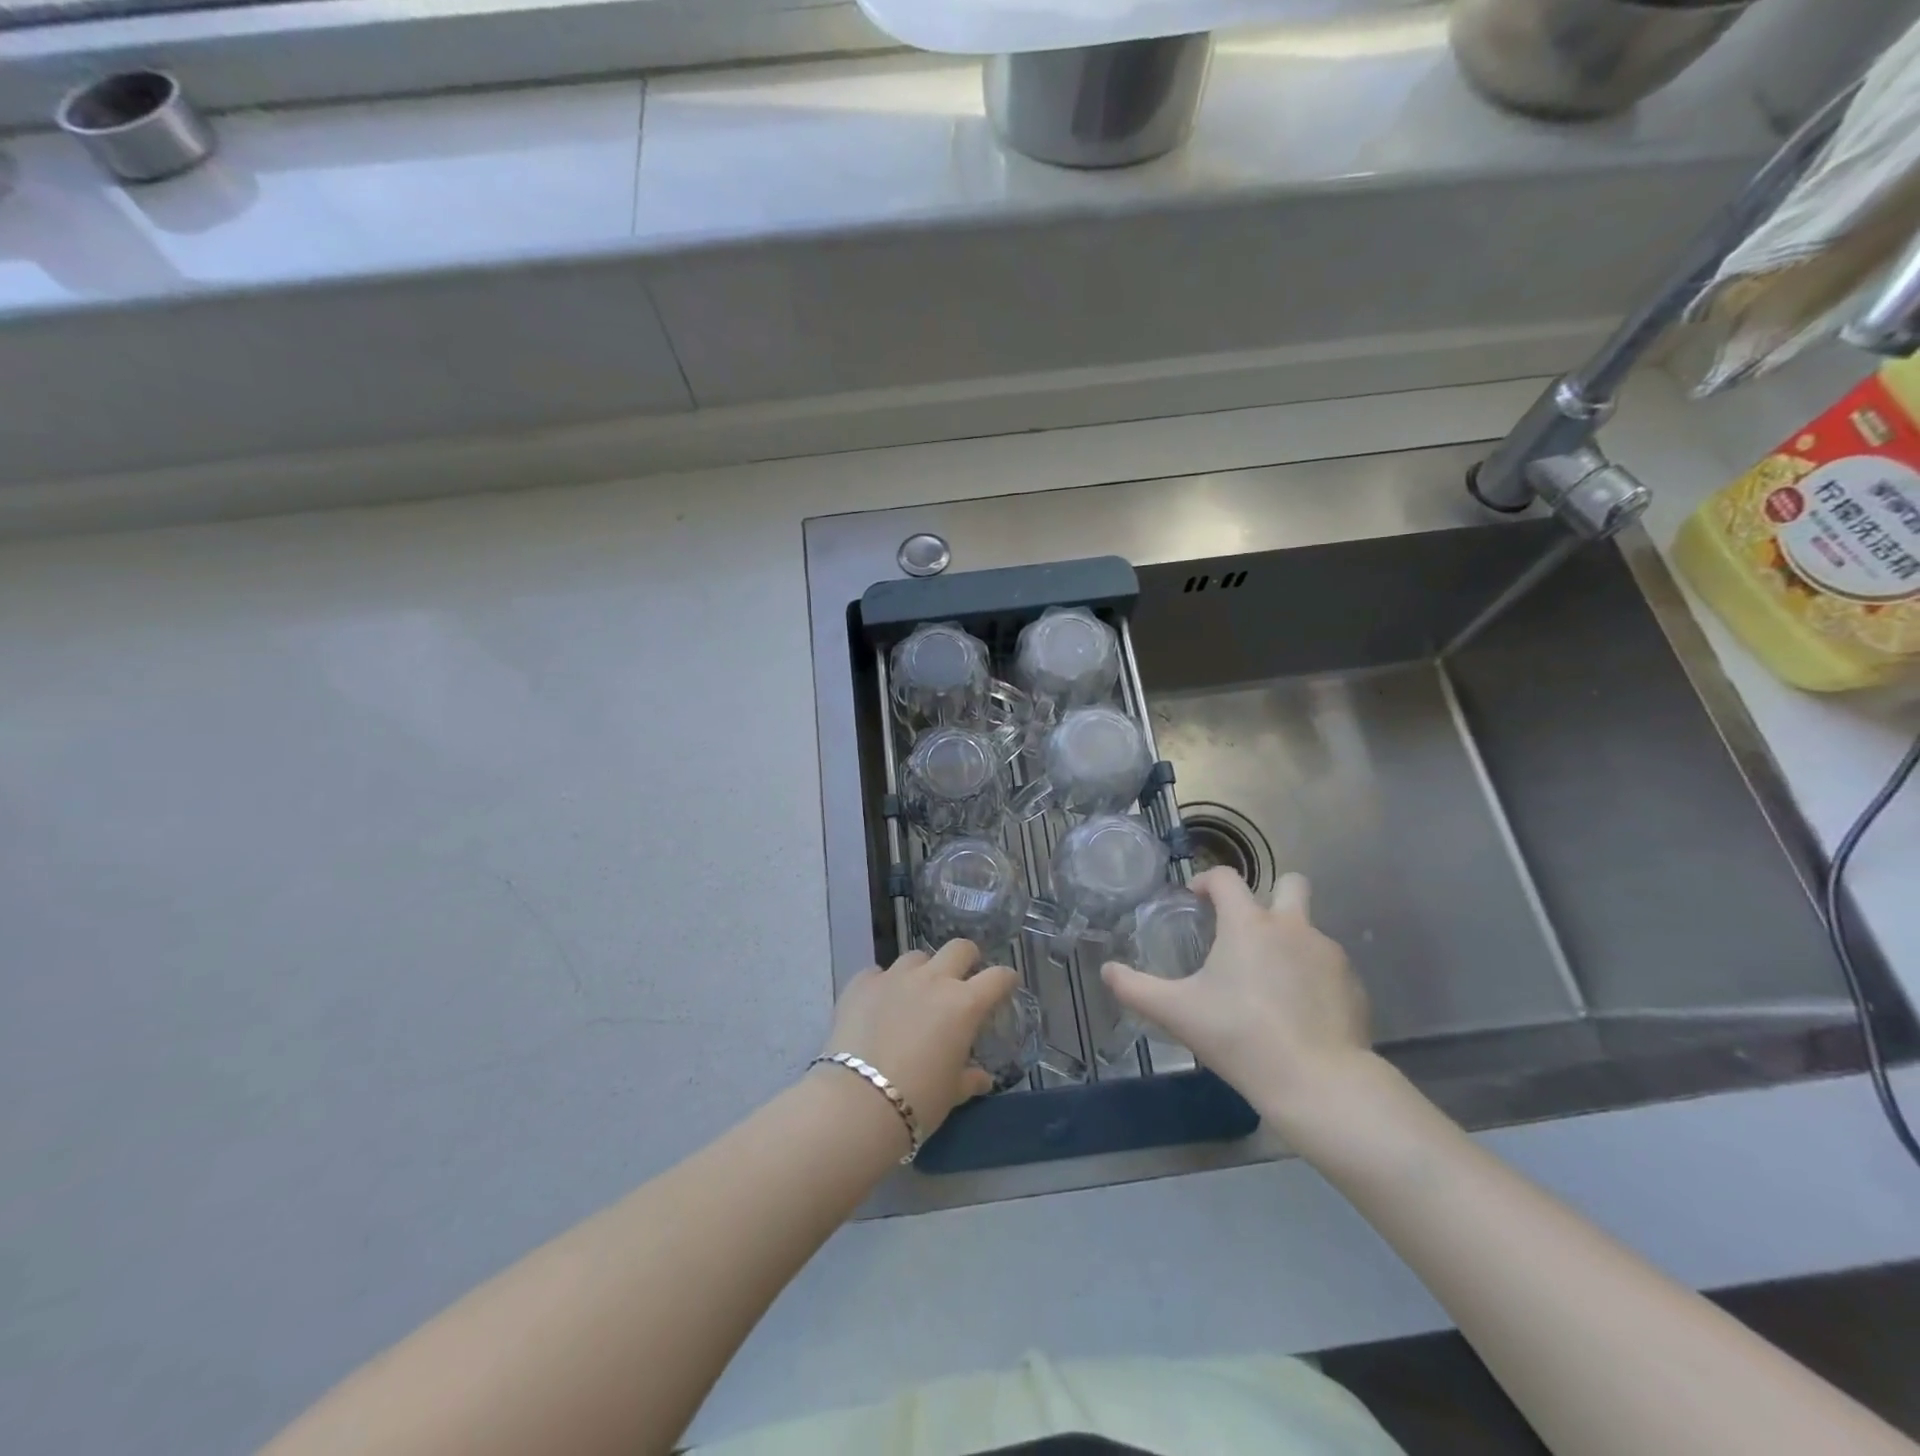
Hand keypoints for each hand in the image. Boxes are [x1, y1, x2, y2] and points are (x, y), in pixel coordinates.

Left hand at [823, 940, 1017, 1136]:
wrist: (859, 1101)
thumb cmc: (919, 1100)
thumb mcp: (952, 1093)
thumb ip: (970, 1078)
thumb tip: (982, 1078)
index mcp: (964, 1004)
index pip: (997, 977)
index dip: (1006, 978)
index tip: (1006, 984)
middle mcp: (933, 980)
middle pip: (959, 948)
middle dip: (967, 958)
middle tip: (963, 977)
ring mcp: (895, 977)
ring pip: (916, 957)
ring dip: (922, 971)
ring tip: (915, 993)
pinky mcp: (862, 983)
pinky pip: (878, 973)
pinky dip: (883, 985)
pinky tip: (879, 1004)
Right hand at [1101, 868, 1373, 1131]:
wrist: (1318, 1083)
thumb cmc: (1240, 1036)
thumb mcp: (1177, 1013)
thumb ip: (1135, 988)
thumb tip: (1107, 971)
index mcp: (1248, 923)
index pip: (1226, 878)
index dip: (1206, 881)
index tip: (1195, 899)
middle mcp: (1292, 926)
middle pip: (1290, 883)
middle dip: (1270, 894)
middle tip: (1247, 928)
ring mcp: (1328, 954)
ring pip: (1308, 929)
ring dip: (1288, 941)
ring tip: (1268, 981)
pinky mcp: (1353, 985)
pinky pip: (1327, 966)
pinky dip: (1311, 976)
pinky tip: (1297, 1010)